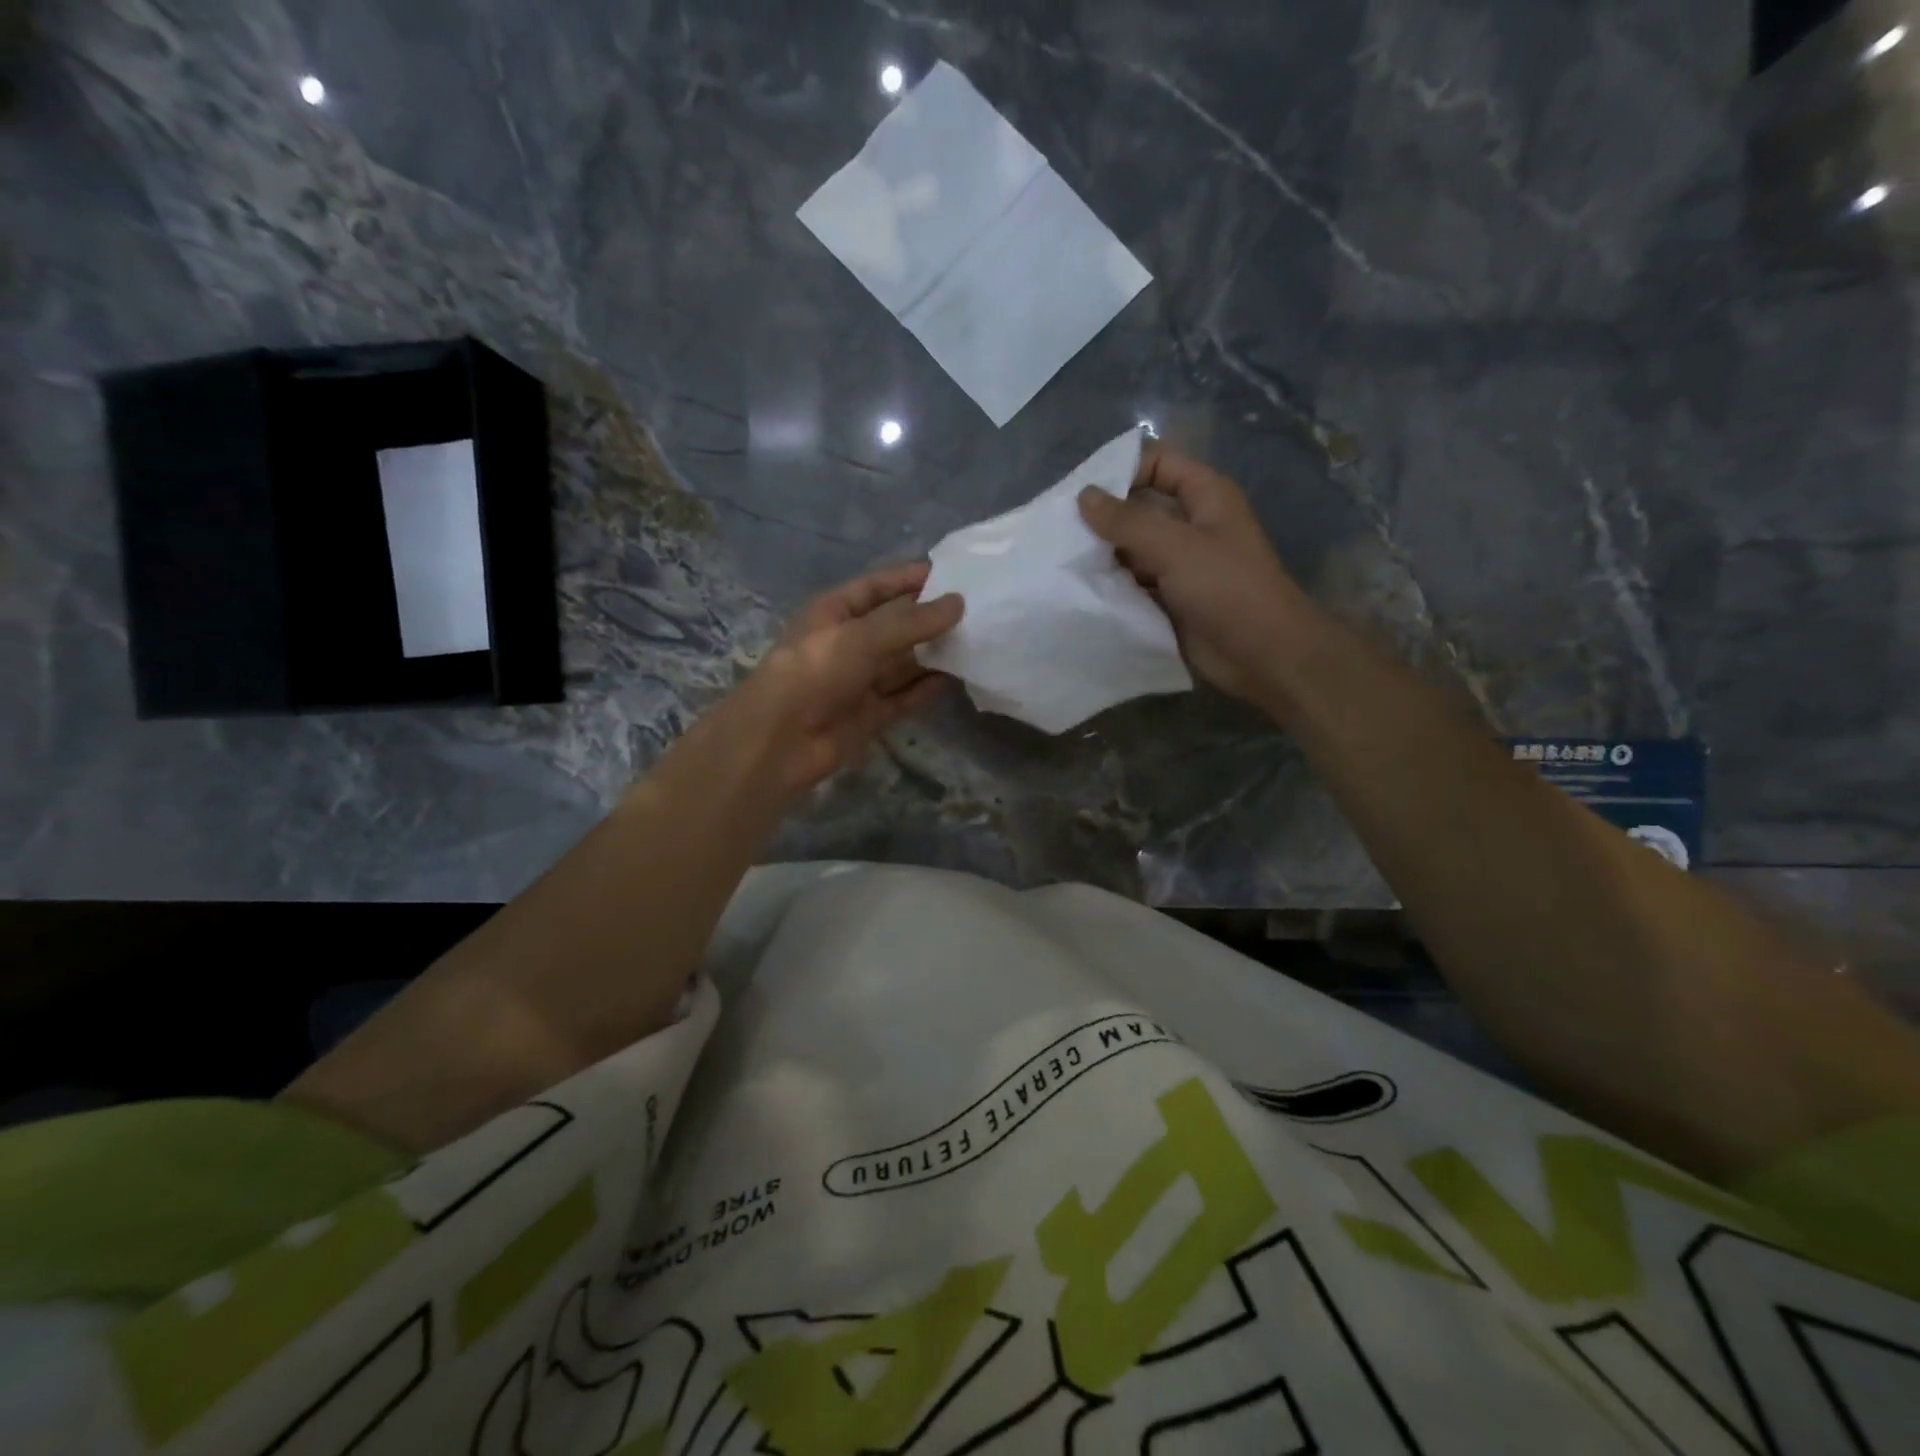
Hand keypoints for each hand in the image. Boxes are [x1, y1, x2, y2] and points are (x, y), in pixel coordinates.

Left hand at [738, 562, 963, 796]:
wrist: (779, 741)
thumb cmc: (814, 672)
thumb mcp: (861, 637)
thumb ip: (911, 622)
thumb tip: (959, 603)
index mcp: (834, 612)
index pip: (877, 587)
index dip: (910, 578)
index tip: (953, 574)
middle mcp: (848, 643)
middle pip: (895, 625)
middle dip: (930, 618)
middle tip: (977, 610)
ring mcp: (859, 681)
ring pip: (904, 662)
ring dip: (934, 654)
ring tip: (977, 641)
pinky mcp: (870, 714)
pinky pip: (905, 696)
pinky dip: (927, 688)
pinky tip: (958, 677)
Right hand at [1077, 447, 1314, 703]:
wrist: (1262, 654)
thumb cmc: (1227, 588)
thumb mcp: (1176, 546)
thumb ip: (1128, 521)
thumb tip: (1084, 496)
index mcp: (1205, 497)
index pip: (1158, 463)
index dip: (1123, 469)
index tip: (1081, 491)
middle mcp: (1190, 526)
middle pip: (1139, 509)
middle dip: (1102, 518)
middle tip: (1058, 529)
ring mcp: (1179, 565)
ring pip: (1131, 550)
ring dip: (1102, 556)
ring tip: (1060, 561)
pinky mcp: (1168, 599)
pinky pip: (1132, 585)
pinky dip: (1110, 587)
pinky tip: (1078, 589)